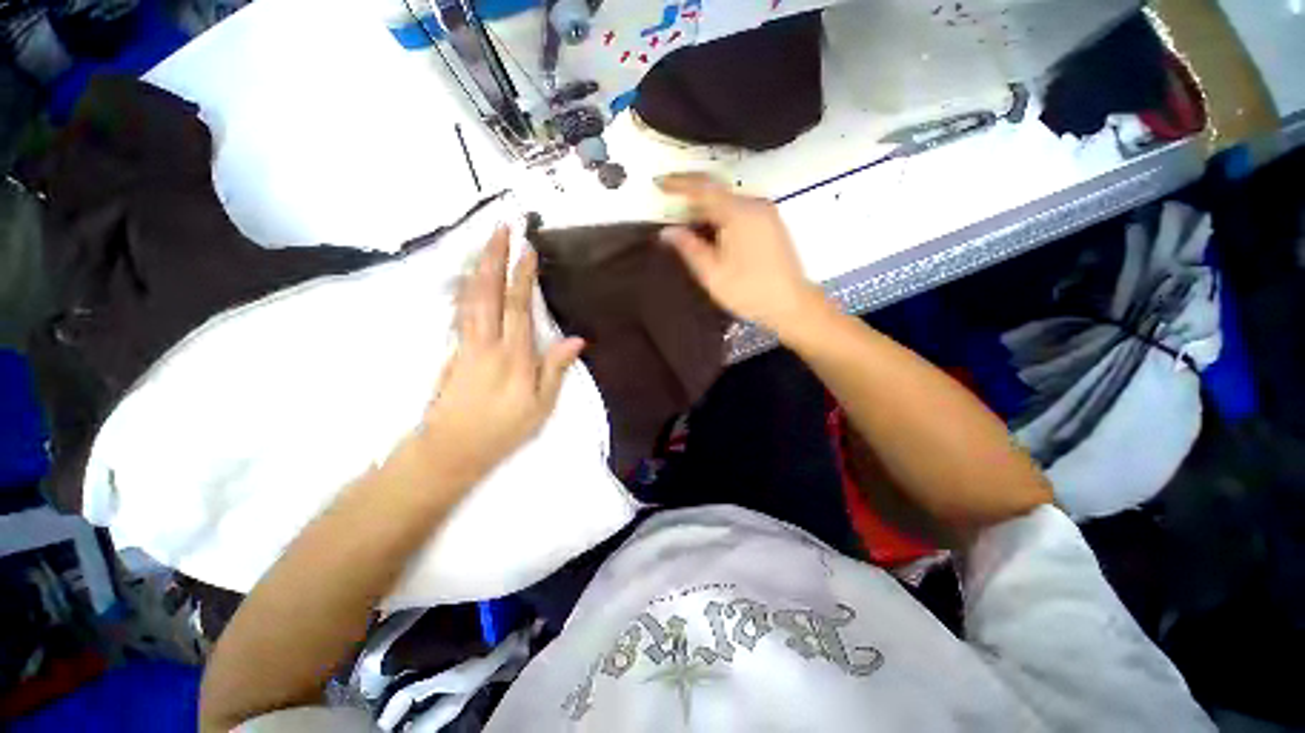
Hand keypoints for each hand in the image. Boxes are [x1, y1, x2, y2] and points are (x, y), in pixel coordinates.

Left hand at [415, 226, 584, 485]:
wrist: (451, 449)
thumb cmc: (503, 430)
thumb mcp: (540, 406)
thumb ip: (555, 370)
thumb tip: (575, 340)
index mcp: (512, 357)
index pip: (518, 308)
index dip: (522, 277)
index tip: (526, 248)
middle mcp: (486, 343)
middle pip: (487, 292)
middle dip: (493, 257)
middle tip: (499, 227)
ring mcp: (465, 344)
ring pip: (469, 297)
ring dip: (478, 266)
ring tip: (485, 243)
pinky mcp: (454, 350)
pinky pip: (460, 310)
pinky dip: (465, 288)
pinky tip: (469, 278)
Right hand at [657, 173, 829, 335]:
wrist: (792, 305)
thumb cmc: (749, 291)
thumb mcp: (713, 274)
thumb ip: (689, 248)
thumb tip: (667, 231)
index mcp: (739, 213)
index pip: (704, 187)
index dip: (679, 183)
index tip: (658, 182)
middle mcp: (755, 204)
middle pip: (717, 191)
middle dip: (691, 194)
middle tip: (668, 203)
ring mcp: (766, 212)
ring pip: (728, 200)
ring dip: (706, 206)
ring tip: (685, 219)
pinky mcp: (771, 223)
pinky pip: (740, 209)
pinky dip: (721, 214)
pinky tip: (710, 229)